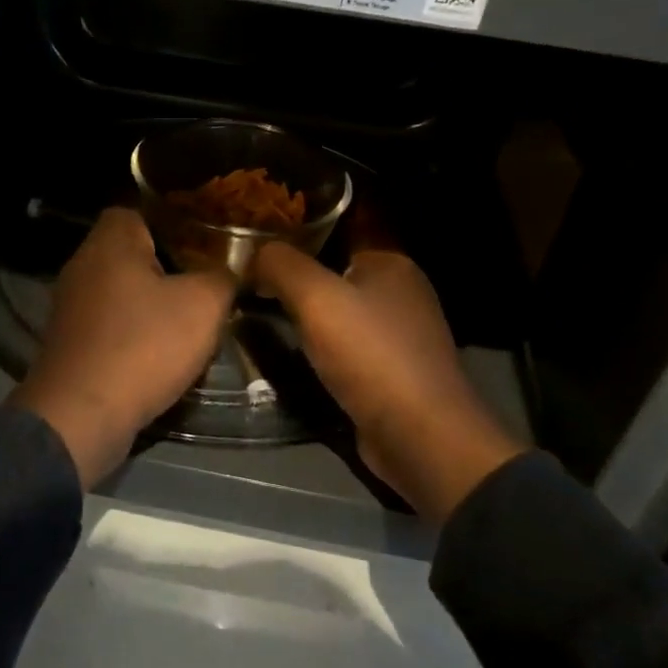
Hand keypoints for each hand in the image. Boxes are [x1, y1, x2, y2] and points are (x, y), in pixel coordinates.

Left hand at [11, 208, 235, 487]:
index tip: (204, 248)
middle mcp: (82, 265)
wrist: (80, 416)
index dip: (174, 224)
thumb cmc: (143, 346)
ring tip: (188, 323)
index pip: (139, 210)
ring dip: (152, 306)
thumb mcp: (203, 305)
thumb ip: (222, 276)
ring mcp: (70, 306)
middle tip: (204, 286)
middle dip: (169, 268)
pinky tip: (159, 355)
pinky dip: (133, 334)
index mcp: (110, 242)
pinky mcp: (69, 342)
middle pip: (132, 253)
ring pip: (122, 291)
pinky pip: (110, 325)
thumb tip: (228, 269)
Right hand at [254, 243, 524, 521]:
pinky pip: (346, 346)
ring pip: (340, 311)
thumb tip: (254, 251)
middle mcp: (401, 292)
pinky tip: (291, 352)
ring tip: (259, 311)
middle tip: (248, 278)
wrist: (420, 436)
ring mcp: (399, 334)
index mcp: (391, 262)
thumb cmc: (370, 355)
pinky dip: (320, 346)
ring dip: (305, 314)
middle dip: (296, 276)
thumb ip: (281, 265)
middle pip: (336, 271)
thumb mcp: (316, 298)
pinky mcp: (391, 372)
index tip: (254, 242)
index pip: (337, 231)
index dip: (296, 234)